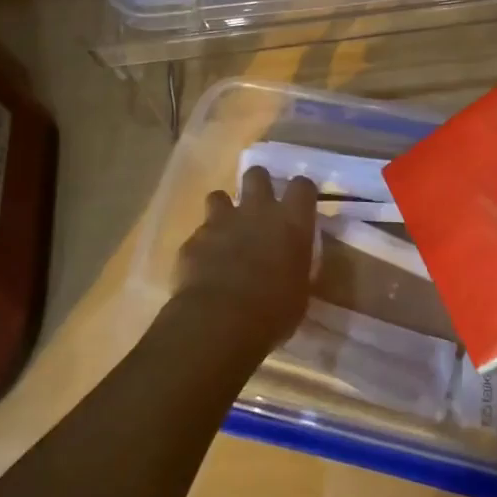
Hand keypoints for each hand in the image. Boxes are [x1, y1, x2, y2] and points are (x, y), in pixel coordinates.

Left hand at [170, 166, 317, 364]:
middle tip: (259, 206)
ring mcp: (221, 221)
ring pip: (219, 195)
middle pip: (257, 175)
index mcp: (291, 222)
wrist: (219, 321)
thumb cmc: (273, 312)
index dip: (301, 192)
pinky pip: (198, 233)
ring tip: (226, 232)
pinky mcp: (194, 239)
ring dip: (223, 210)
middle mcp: (257, 211)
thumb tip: (292, 267)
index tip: (299, 204)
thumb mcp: (300, 292)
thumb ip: (296, 268)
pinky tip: (204, 266)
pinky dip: (202, 245)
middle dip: (257, 185)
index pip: (302, 186)